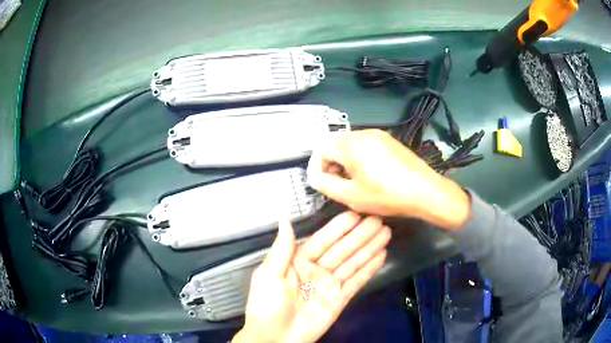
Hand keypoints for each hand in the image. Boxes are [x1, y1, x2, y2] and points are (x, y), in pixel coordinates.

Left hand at [233, 212, 390, 342]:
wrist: (274, 339)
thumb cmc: (266, 306)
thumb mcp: (268, 275)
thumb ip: (282, 248)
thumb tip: (285, 218)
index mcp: (298, 261)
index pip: (322, 240)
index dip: (339, 228)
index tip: (356, 214)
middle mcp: (316, 270)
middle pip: (342, 249)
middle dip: (360, 235)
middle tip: (379, 220)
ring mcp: (330, 285)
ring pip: (353, 263)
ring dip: (369, 248)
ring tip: (386, 233)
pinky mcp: (340, 299)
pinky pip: (357, 281)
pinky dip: (369, 269)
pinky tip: (381, 255)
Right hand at [307, 130, 470, 229]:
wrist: (424, 190)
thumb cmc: (387, 195)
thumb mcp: (351, 196)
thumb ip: (326, 185)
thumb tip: (315, 177)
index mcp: (351, 145)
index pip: (321, 149)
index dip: (317, 167)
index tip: (322, 184)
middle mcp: (363, 133)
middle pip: (335, 143)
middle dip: (331, 162)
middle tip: (337, 183)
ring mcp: (378, 135)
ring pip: (350, 143)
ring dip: (344, 159)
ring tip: (352, 180)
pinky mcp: (389, 140)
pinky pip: (365, 144)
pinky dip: (358, 156)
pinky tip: (369, 173)